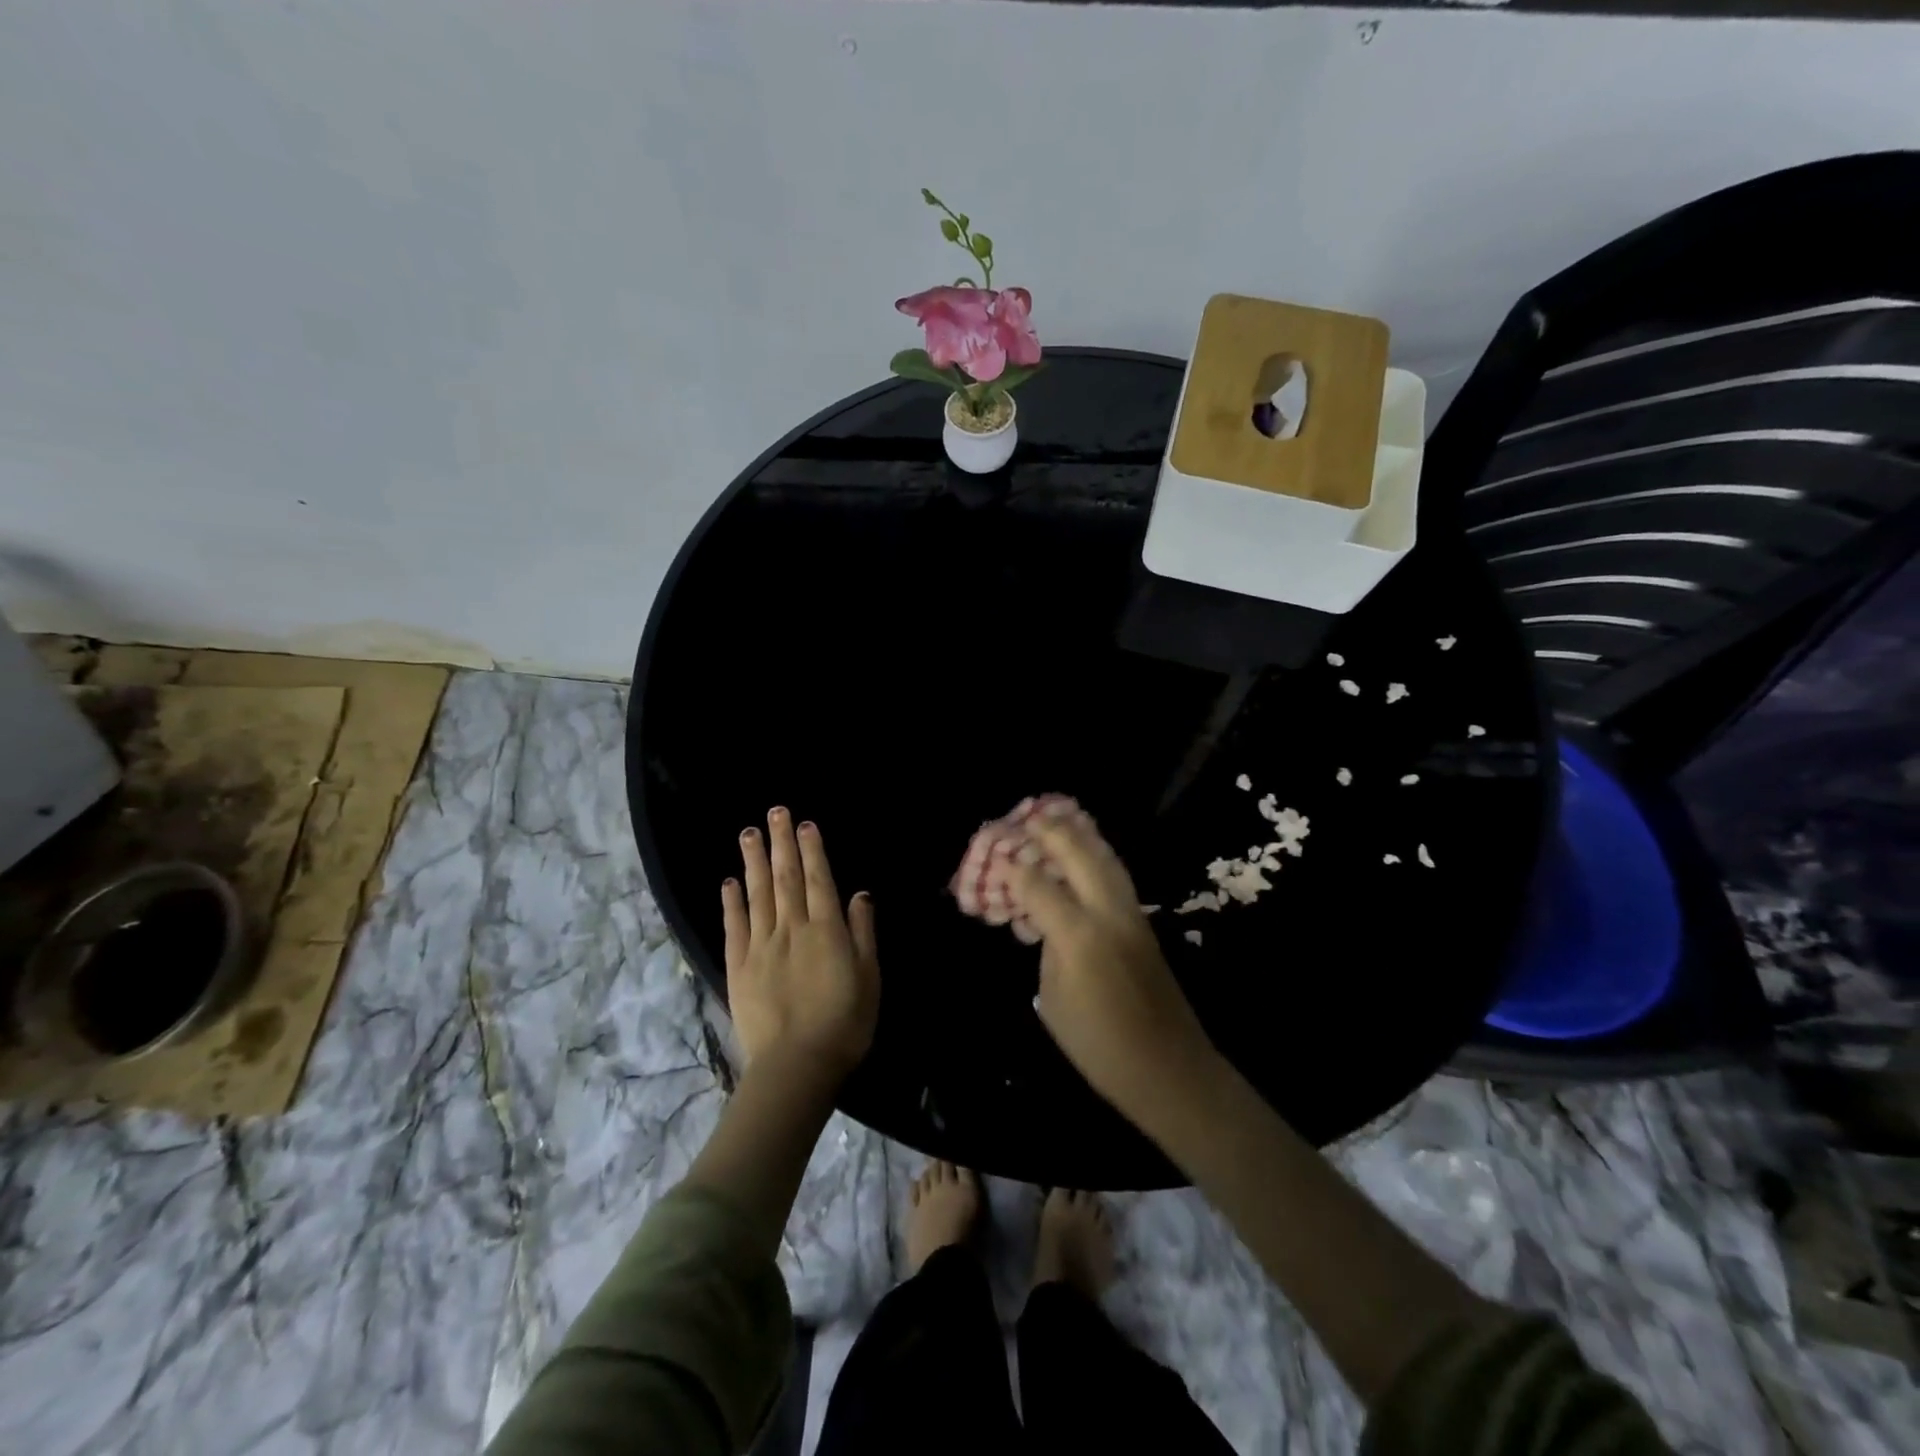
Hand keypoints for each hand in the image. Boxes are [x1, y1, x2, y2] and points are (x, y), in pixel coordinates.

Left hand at [721, 807, 879, 1084]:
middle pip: (785, 877)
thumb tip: (860, 894)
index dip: (811, 850)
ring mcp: (761, 946)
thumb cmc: (844, 1023)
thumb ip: (863, 932)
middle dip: (781, 843)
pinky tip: (729, 881)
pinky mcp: (739, 966)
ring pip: (757, 894)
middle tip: (774, 812)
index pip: (818, 880)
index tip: (804, 824)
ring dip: (754, 861)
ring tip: (748, 833)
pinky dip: (731, 901)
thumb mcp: (869, 977)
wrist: (796, 1066)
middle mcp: (791, 928)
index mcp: (826, 929)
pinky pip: (734, 926)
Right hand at [1011, 810, 1217, 1123]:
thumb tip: (1048, 921)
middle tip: (1029, 816)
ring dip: (1082, 835)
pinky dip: (1099, 855)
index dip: (1013, 869)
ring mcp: (1131, 915)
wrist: (1168, 1068)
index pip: (1038, 887)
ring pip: (1106, 858)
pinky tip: (1088, 852)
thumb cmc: (1098, 1045)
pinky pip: (1117, 876)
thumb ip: (1048, 949)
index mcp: (1078, 935)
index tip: (996, 855)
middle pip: (1079, 855)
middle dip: (1052, 832)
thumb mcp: (1053, 1000)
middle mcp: (1107, 913)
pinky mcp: (1144, 923)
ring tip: (1061, 818)